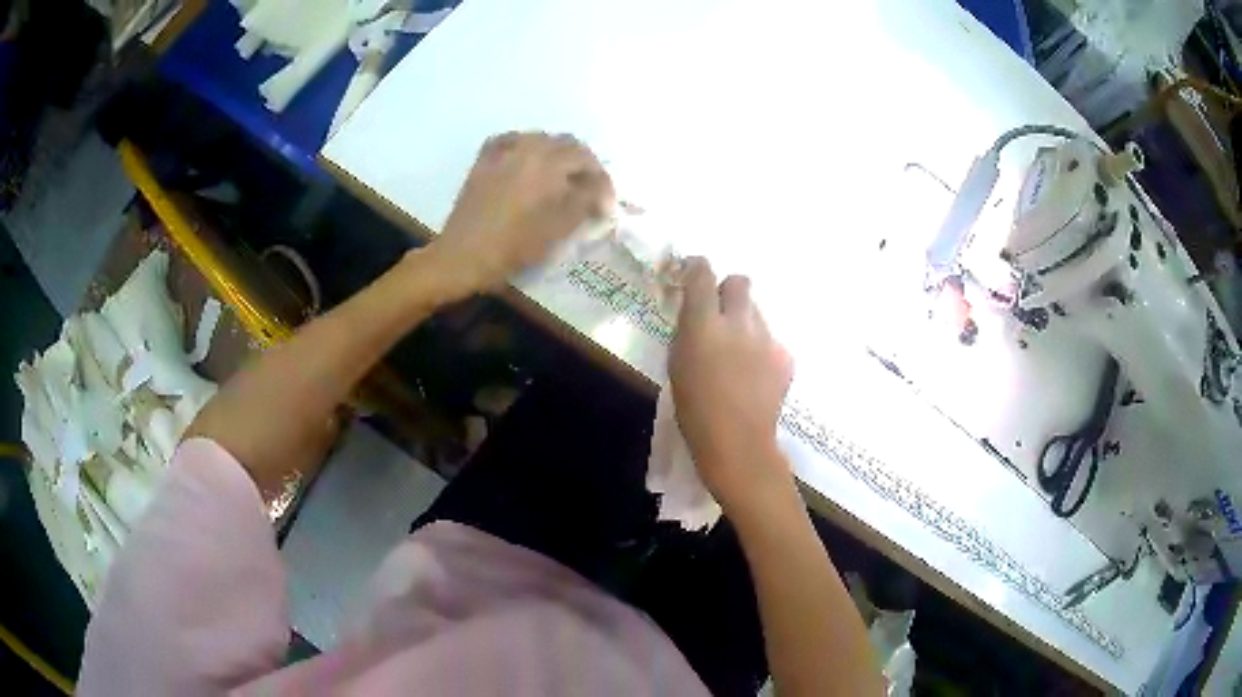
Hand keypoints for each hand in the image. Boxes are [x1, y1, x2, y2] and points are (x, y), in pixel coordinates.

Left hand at [428, 131, 612, 295]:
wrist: (462, 256)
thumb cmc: (512, 247)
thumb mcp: (557, 229)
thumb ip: (585, 203)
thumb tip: (601, 192)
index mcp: (548, 164)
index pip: (587, 160)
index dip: (602, 180)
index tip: (606, 203)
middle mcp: (527, 149)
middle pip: (566, 144)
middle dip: (583, 164)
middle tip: (590, 189)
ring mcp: (503, 152)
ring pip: (541, 139)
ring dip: (558, 154)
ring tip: (563, 178)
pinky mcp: (484, 161)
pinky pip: (512, 141)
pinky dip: (527, 147)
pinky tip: (529, 161)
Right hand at [670, 258, 795, 516]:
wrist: (738, 444)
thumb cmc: (694, 411)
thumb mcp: (677, 365)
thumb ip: (688, 332)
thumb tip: (697, 313)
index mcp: (704, 325)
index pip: (703, 275)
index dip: (697, 267)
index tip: (693, 272)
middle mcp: (739, 323)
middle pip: (740, 282)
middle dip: (728, 290)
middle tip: (719, 313)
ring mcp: (767, 339)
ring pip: (756, 313)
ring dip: (744, 322)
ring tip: (737, 354)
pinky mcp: (785, 357)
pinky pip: (769, 340)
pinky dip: (760, 349)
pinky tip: (753, 375)